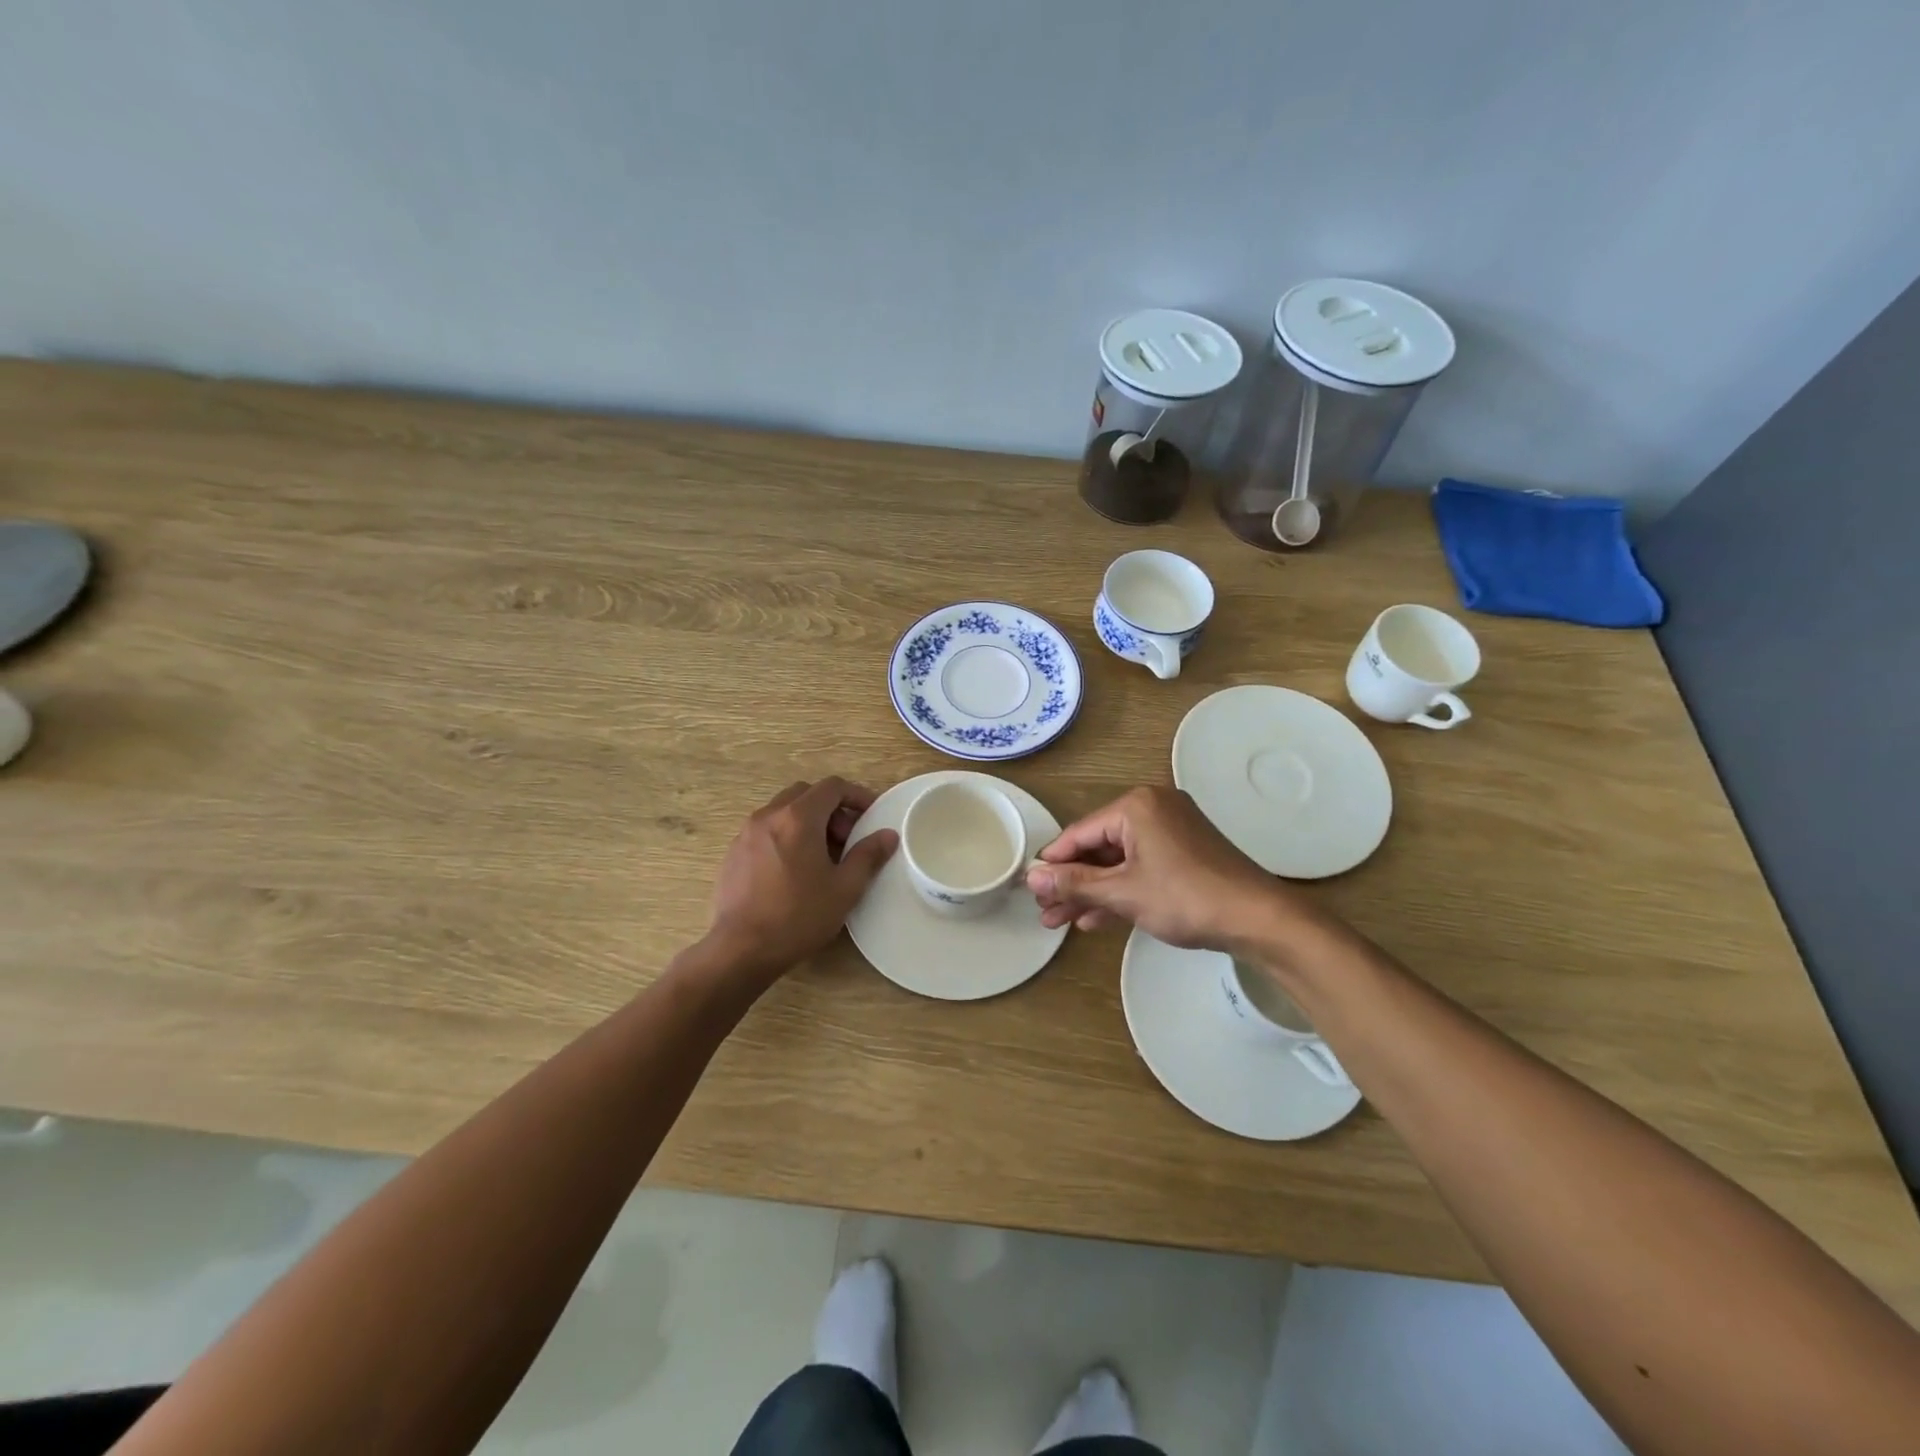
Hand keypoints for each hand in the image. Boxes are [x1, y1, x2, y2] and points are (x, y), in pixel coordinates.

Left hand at [705, 777, 897, 978]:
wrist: (740, 950)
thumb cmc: (798, 917)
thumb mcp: (844, 889)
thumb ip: (868, 856)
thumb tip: (888, 835)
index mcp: (797, 818)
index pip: (832, 787)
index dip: (857, 795)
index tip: (871, 815)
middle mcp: (768, 816)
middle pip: (805, 794)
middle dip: (831, 808)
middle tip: (846, 839)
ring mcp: (745, 833)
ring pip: (783, 811)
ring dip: (807, 821)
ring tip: (821, 857)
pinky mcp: (733, 853)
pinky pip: (765, 830)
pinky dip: (785, 835)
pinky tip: (793, 870)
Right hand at [1026, 786, 1307, 950]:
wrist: (1259, 919)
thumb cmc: (1186, 898)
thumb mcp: (1122, 893)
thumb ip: (1074, 884)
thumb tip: (1031, 879)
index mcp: (1136, 806)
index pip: (1079, 833)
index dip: (1052, 863)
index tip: (1030, 888)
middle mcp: (1152, 808)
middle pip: (1098, 847)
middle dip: (1071, 883)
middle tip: (1045, 913)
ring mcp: (1171, 830)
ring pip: (1118, 860)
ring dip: (1092, 891)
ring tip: (1060, 922)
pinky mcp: (1185, 852)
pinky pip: (1141, 866)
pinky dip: (1120, 889)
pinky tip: (1095, 918)